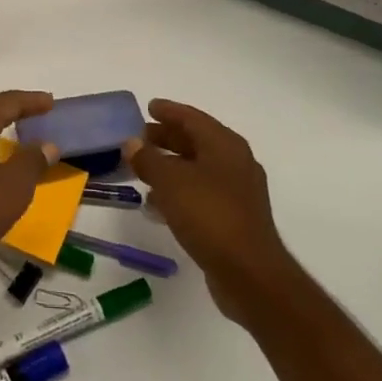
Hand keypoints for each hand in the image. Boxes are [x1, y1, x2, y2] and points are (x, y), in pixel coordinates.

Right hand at [125, 99, 294, 324]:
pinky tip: (157, 204)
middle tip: (140, 137)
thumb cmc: (209, 215)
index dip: (169, 111)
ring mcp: (237, 192)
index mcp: (225, 145)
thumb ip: (148, 158)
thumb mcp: (170, 181)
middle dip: (167, 138)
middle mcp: (235, 163)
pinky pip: (200, 194)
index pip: (192, 118)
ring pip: (197, 169)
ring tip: (142, 169)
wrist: (249, 273)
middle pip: (196, 141)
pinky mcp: (233, 218)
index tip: (148, 107)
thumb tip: (132, 143)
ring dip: (170, 166)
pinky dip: (178, 191)